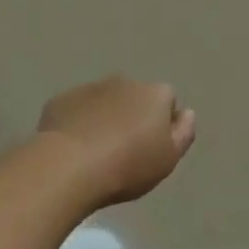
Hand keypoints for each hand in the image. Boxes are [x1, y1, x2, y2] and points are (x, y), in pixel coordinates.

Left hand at [38, 76, 196, 206]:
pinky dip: (78, 122)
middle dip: (132, 116)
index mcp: (154, 93)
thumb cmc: (128, 166)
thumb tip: (187, 113)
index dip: (162, 123)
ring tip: (96, 152)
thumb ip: (183, 133)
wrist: (69, 166)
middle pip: (135, 97)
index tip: (153, 147)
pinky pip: (76, 109)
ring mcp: (90, 88)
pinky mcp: (61, 100)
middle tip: (124, 150)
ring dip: (104, 118)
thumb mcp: (168, 159)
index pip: (167, 100)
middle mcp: (124, 82)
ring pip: (104, 101)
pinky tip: (72, 148)